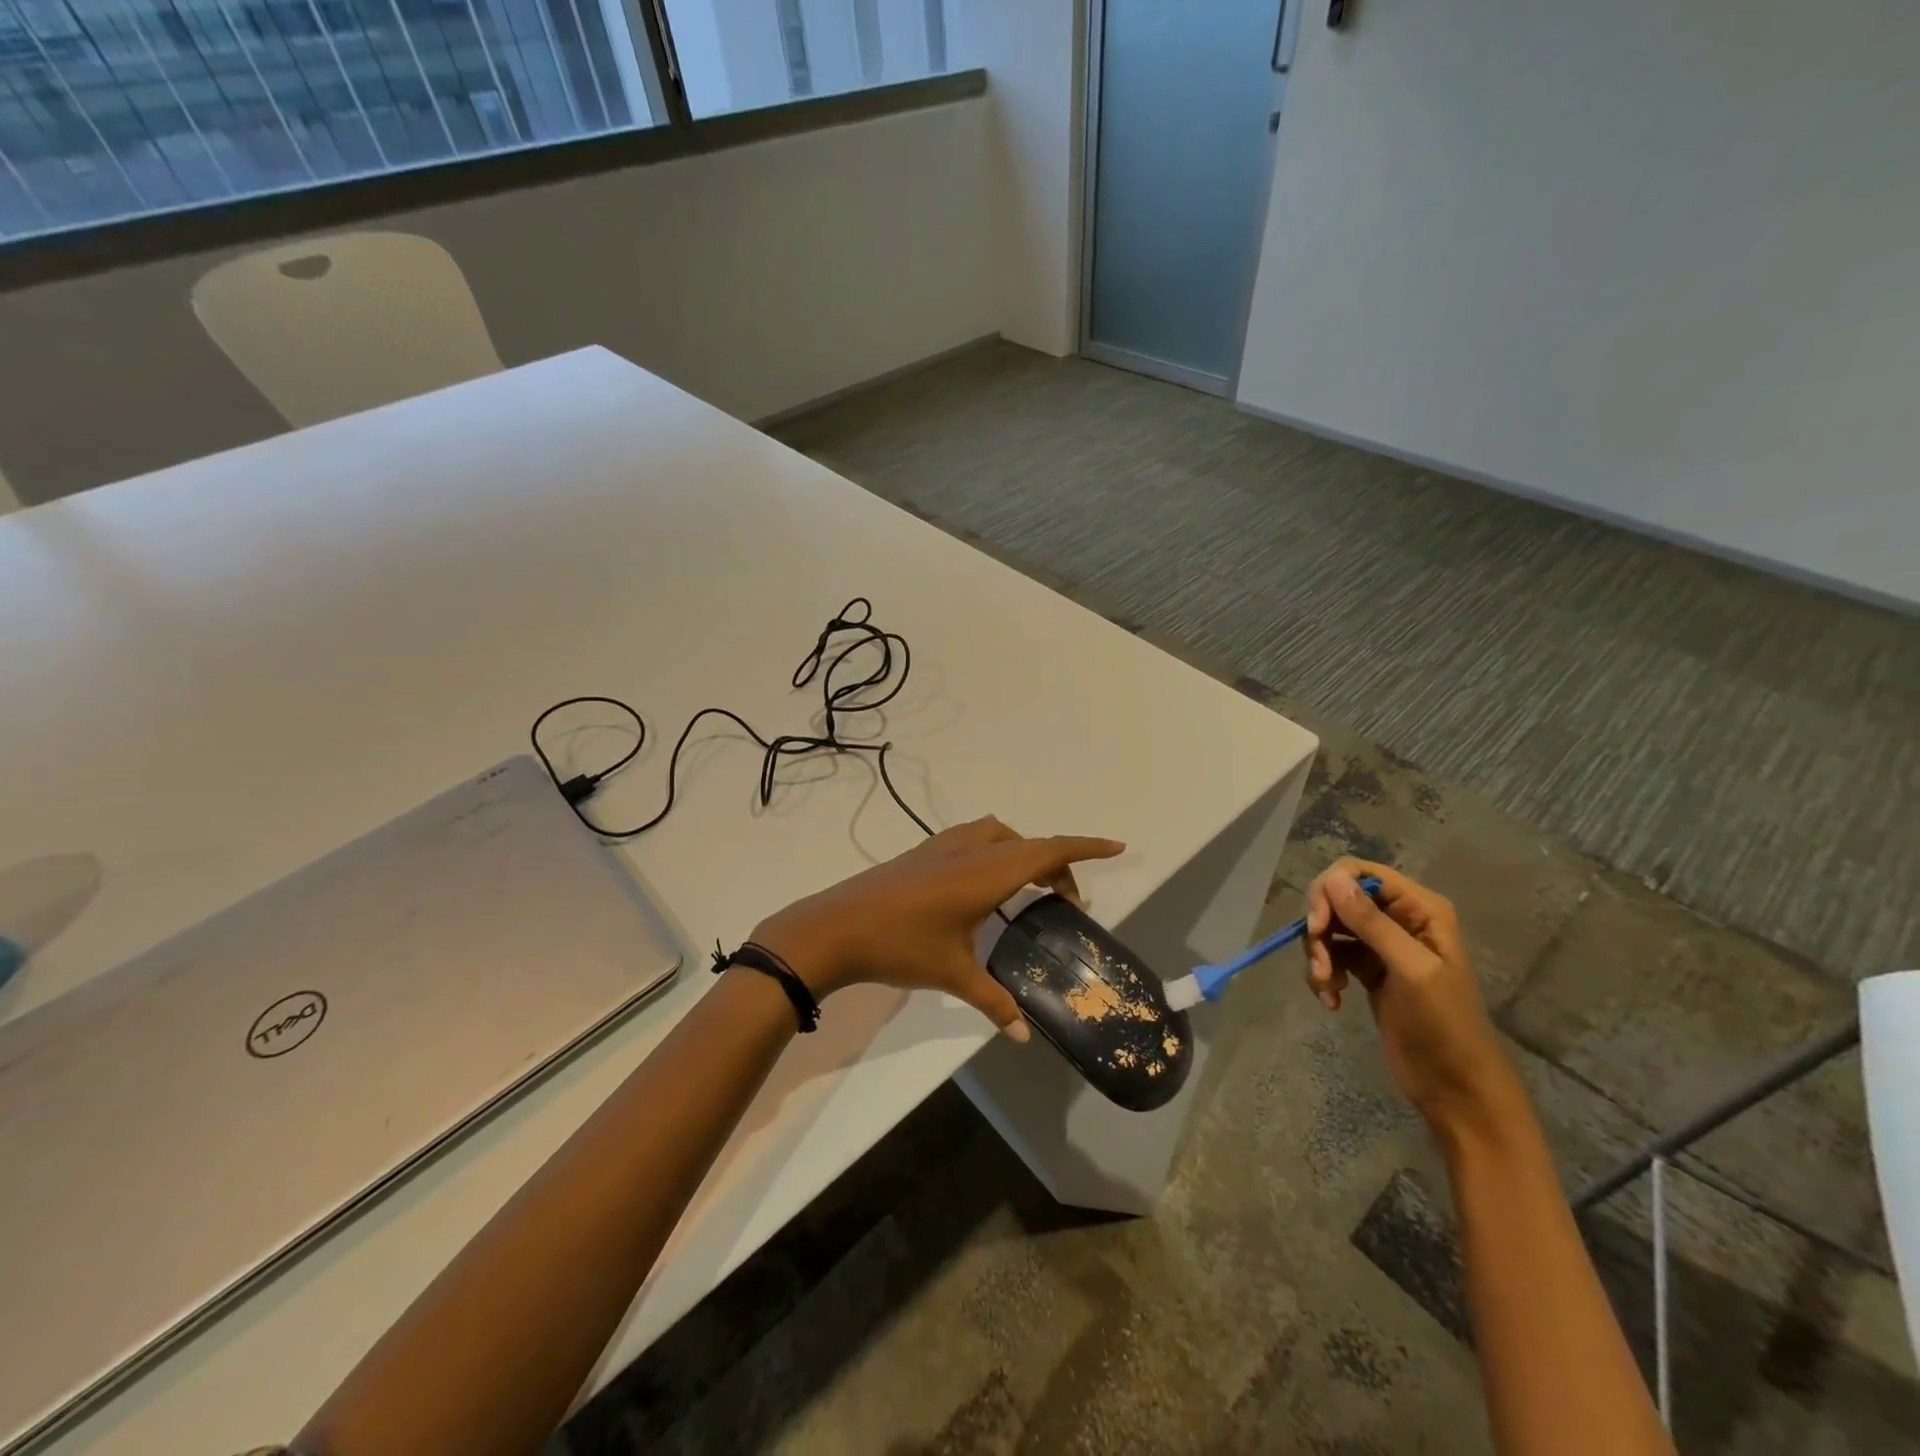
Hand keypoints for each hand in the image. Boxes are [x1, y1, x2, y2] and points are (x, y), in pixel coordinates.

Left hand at [751, 817, 1125, 1039]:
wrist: (833, 927)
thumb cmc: (899, 946)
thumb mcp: (952, 974)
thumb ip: (993, 1002)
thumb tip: (1024, 1035)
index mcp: (985, 872)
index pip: (1047, 851)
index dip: (1084, 848)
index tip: (1116, 847)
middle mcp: (969, 850)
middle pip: (1028, 844)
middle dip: (1057, 864)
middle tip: (1067, 902)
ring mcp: (941, 847)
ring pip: (998, 834)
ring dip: (1022, 852)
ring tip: (1029, 889)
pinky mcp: (922, 852)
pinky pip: (973, 839)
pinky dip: (995, 851)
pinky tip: (983, 885)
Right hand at [1304, 858, 1516, 1132]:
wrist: (1455, 1088)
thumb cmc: (1444, 1026)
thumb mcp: (1410, 971)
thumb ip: (1372, 923)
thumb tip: (1331, 879)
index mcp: (1420, 909)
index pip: (1359, 872)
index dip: (1329, 890)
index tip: (1315, 925)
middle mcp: (1400, 918)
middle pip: (1338, 898)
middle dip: (1321, 928)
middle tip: (1319, 964)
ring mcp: (1382, 945)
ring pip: (1331, 928)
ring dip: (1319, 954)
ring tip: (1325, 987)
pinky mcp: (1367, 970)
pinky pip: (1332, 954)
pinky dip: (1323, 973)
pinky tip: (1331, 999)